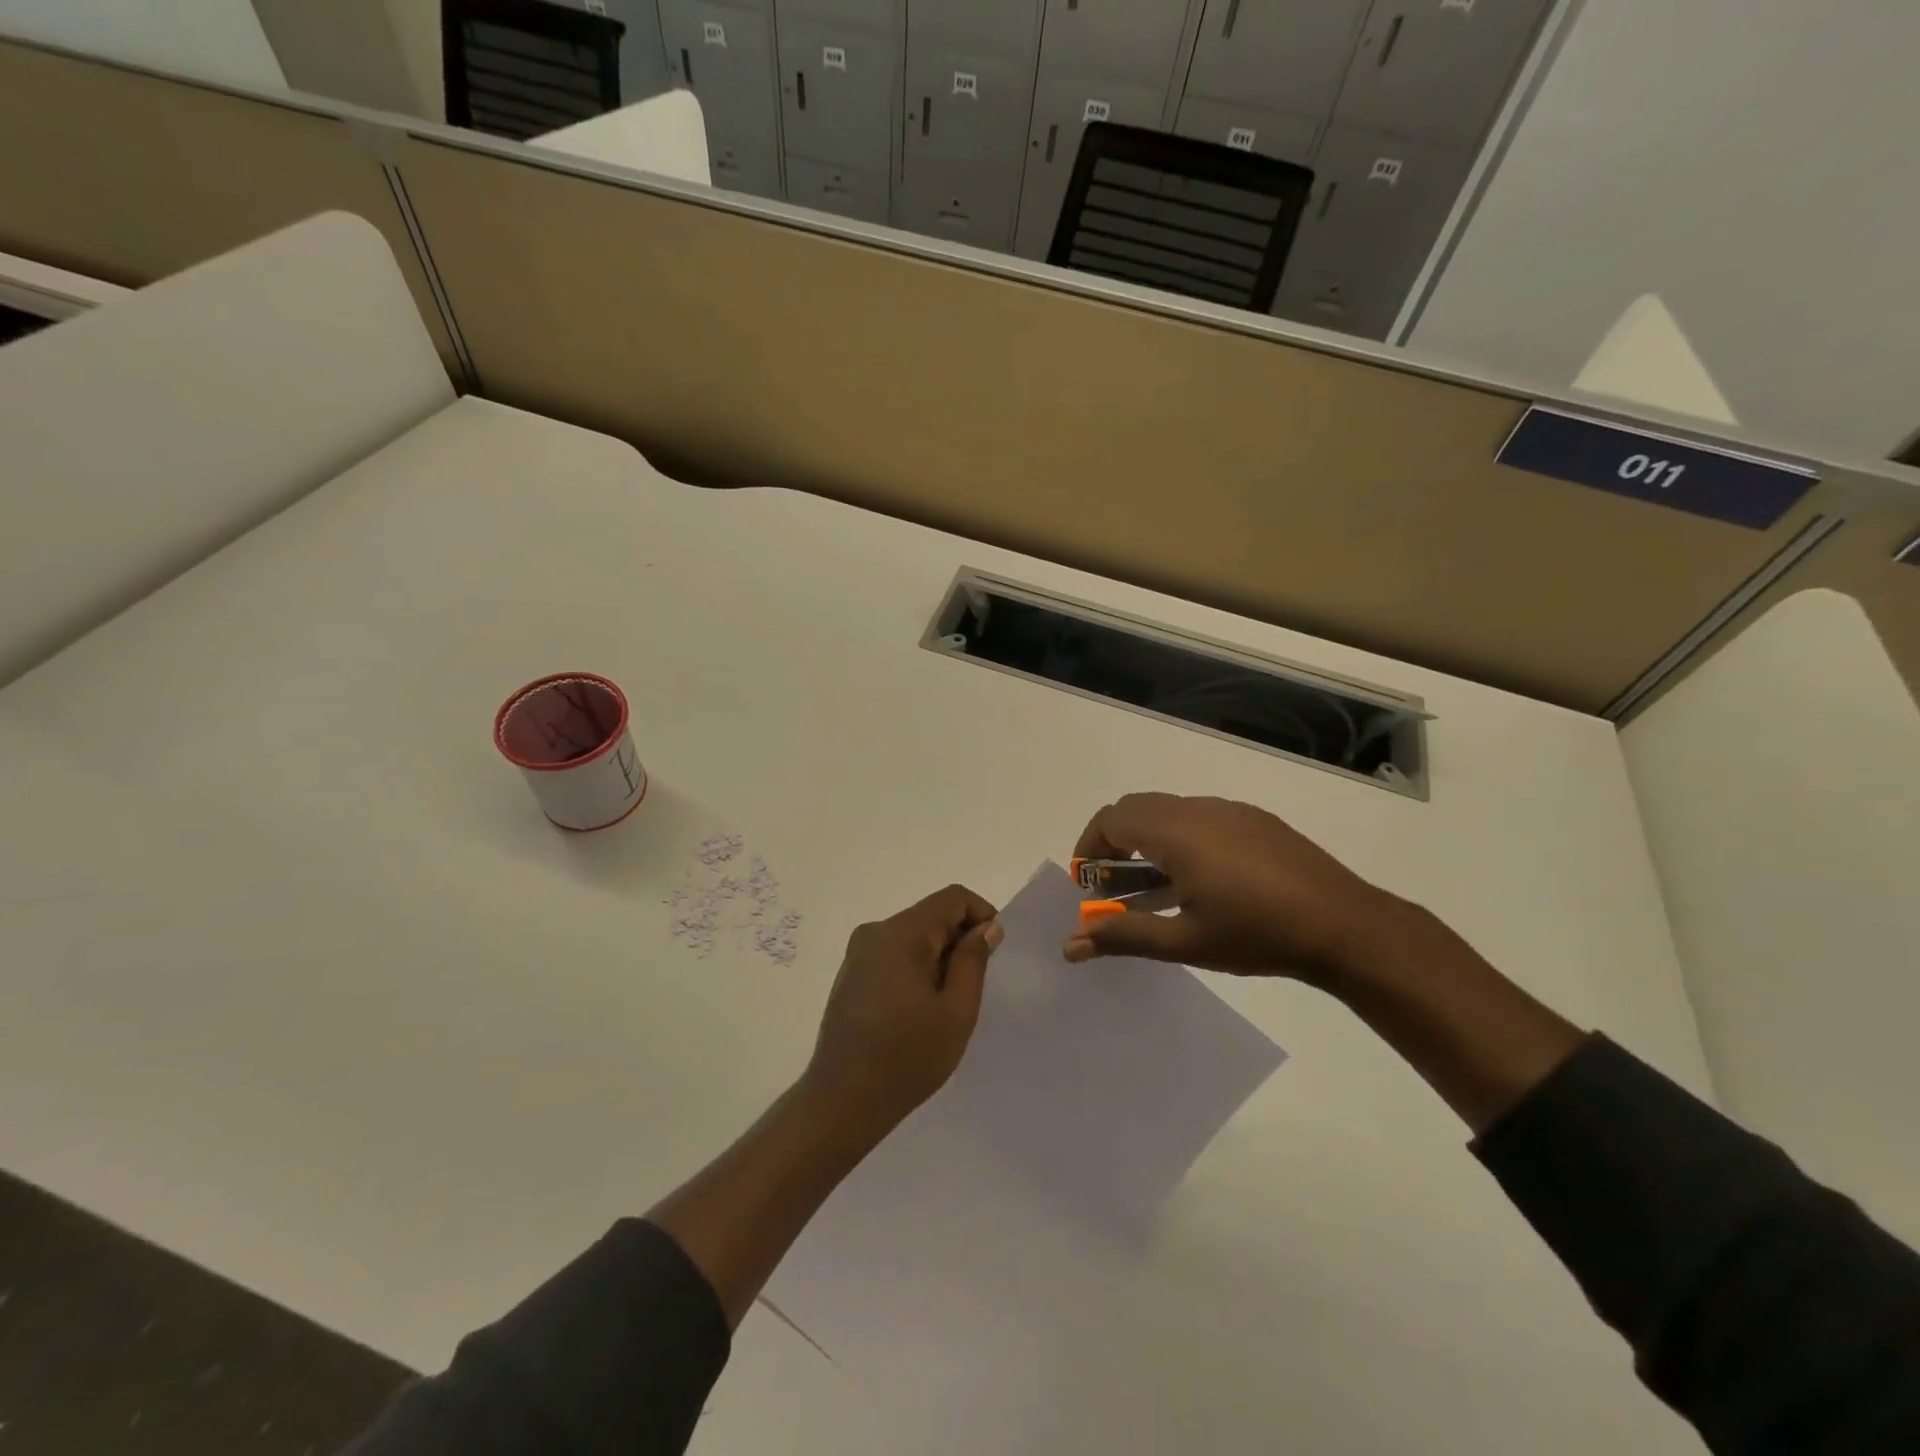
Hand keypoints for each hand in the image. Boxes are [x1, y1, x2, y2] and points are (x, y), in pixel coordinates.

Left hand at [806, 884, 1002, 1134]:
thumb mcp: (956, 1011)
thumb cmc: (907, 1058)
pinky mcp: (851, 974)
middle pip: (931, 916)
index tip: (996, 950)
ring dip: (939, 957)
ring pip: (913, 936)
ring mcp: (858, 953)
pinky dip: (917, 968)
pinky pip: (894, 954)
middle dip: (960, 940)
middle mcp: (875, 932)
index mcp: (901, 934)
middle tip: (976, 986)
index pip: (952, 898)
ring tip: (949, 1004)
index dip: (981, 914)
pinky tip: (921, 1010)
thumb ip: (973, 961)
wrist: (842, 1101)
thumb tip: (987, 927)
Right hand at [1065, 792, 1401, 984]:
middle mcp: (1198, 809)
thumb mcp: (1184, 941)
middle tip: (1113, 887)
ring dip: (1148, 841)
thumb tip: (1070, 945)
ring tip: (1153, 888)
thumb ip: (1123, 936)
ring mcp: (1230, 811)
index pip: (1111, 820)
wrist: (1345, 925)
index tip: (1086, 884)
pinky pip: (1200, 817)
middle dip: (1114, 842)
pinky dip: (1180, 839)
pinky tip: (1200, 881)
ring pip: (1169, 811)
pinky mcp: (1255, 820)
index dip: (1089, 847)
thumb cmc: (1256, 933)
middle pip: (1136, 809)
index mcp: (1175, 832)